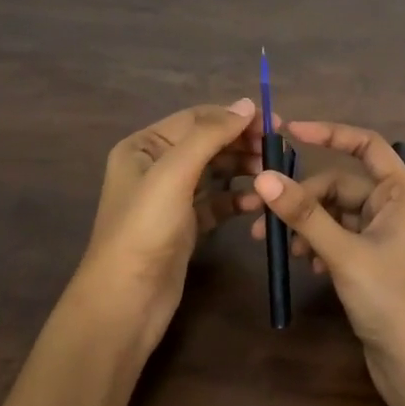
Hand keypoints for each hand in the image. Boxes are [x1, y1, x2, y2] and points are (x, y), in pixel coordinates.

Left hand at [63, 99, 260, 363]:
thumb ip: (210, 135)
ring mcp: (170, 199)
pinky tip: (257, 204)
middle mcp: (155, 167)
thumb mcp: (174, 173)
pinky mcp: (185, 227)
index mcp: (143, 146)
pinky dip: (237, 200)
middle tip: (278, 152)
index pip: (197, 119)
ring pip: (216, 173)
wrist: (126, 301)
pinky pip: (217, 203)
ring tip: (271, 176)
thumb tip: (247, 104)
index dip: (235, 117)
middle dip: (242, 144)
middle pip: (208, 144)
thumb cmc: (145, 229)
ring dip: (244, 170)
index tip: (275, 124)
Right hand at [244, 120, 404, 405]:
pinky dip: (319, 246)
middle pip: (342, 185)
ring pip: (337, 215)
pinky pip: (340, 239)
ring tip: (282, 249)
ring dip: (308, 226)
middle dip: (304, 199)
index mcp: (402, 194)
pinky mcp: (374, 262)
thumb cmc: (391, 299)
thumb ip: (304, 215)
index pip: (367, 145)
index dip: (330, 134)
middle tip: (262, 218)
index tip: (289, 132)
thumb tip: (263, 177)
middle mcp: (396, 208)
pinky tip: (306, 266)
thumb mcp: (344, 253)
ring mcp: (386, 236)